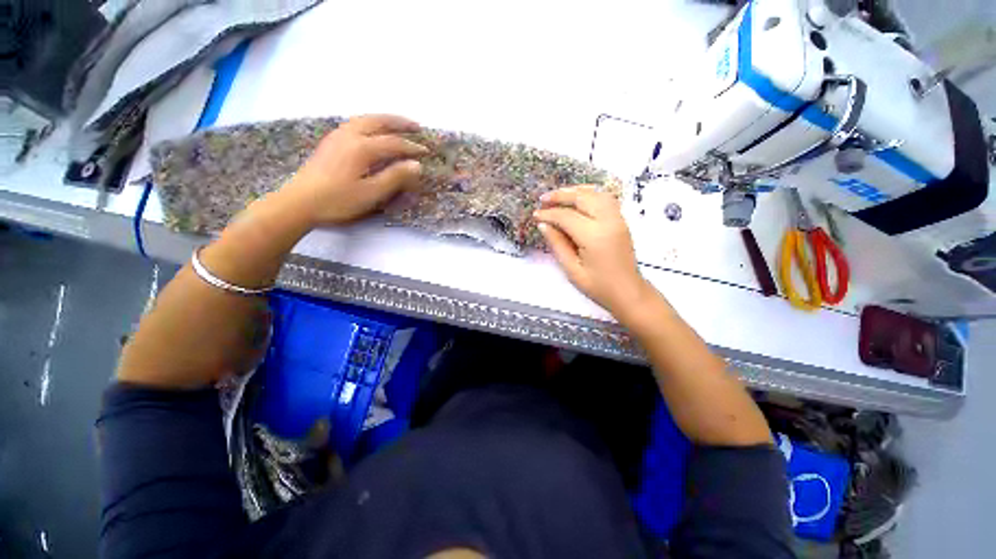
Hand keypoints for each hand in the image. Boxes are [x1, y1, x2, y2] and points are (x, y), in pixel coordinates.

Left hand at [281, 114, 428, 225]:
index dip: (412, 147)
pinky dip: (370, 123)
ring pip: (365, 119)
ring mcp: (337, 136)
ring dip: (384, 119)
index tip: (427, 151)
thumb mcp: (371, 193)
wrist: (299, 202)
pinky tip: (373, 131)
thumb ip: (395, 177)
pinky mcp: (330, 142)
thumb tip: (416, 165)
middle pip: (378, 121)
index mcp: (362, 148)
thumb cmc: (338, 200)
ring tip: (398, 124)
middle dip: (399, 122)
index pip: (394, 143)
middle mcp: (350, 135)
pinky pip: (355, 124)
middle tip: (417, 126)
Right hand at [533, 186, 652, 317]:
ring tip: (558, 195)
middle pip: (582, 198)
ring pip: (595, 194)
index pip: (566, 216)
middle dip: (560, 195)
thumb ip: (557, 244)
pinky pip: (605, 199)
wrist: (628, 292)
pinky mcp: (621, 220)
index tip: (535, 215)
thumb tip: (543, 225)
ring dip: (575, 191)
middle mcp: (608, 222)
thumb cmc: (598, 286)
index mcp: (594, 237)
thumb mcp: (572, 270)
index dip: (549, 214)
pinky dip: (589, 194)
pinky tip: (578, 198)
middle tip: (543, 199)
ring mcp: (618, 219)